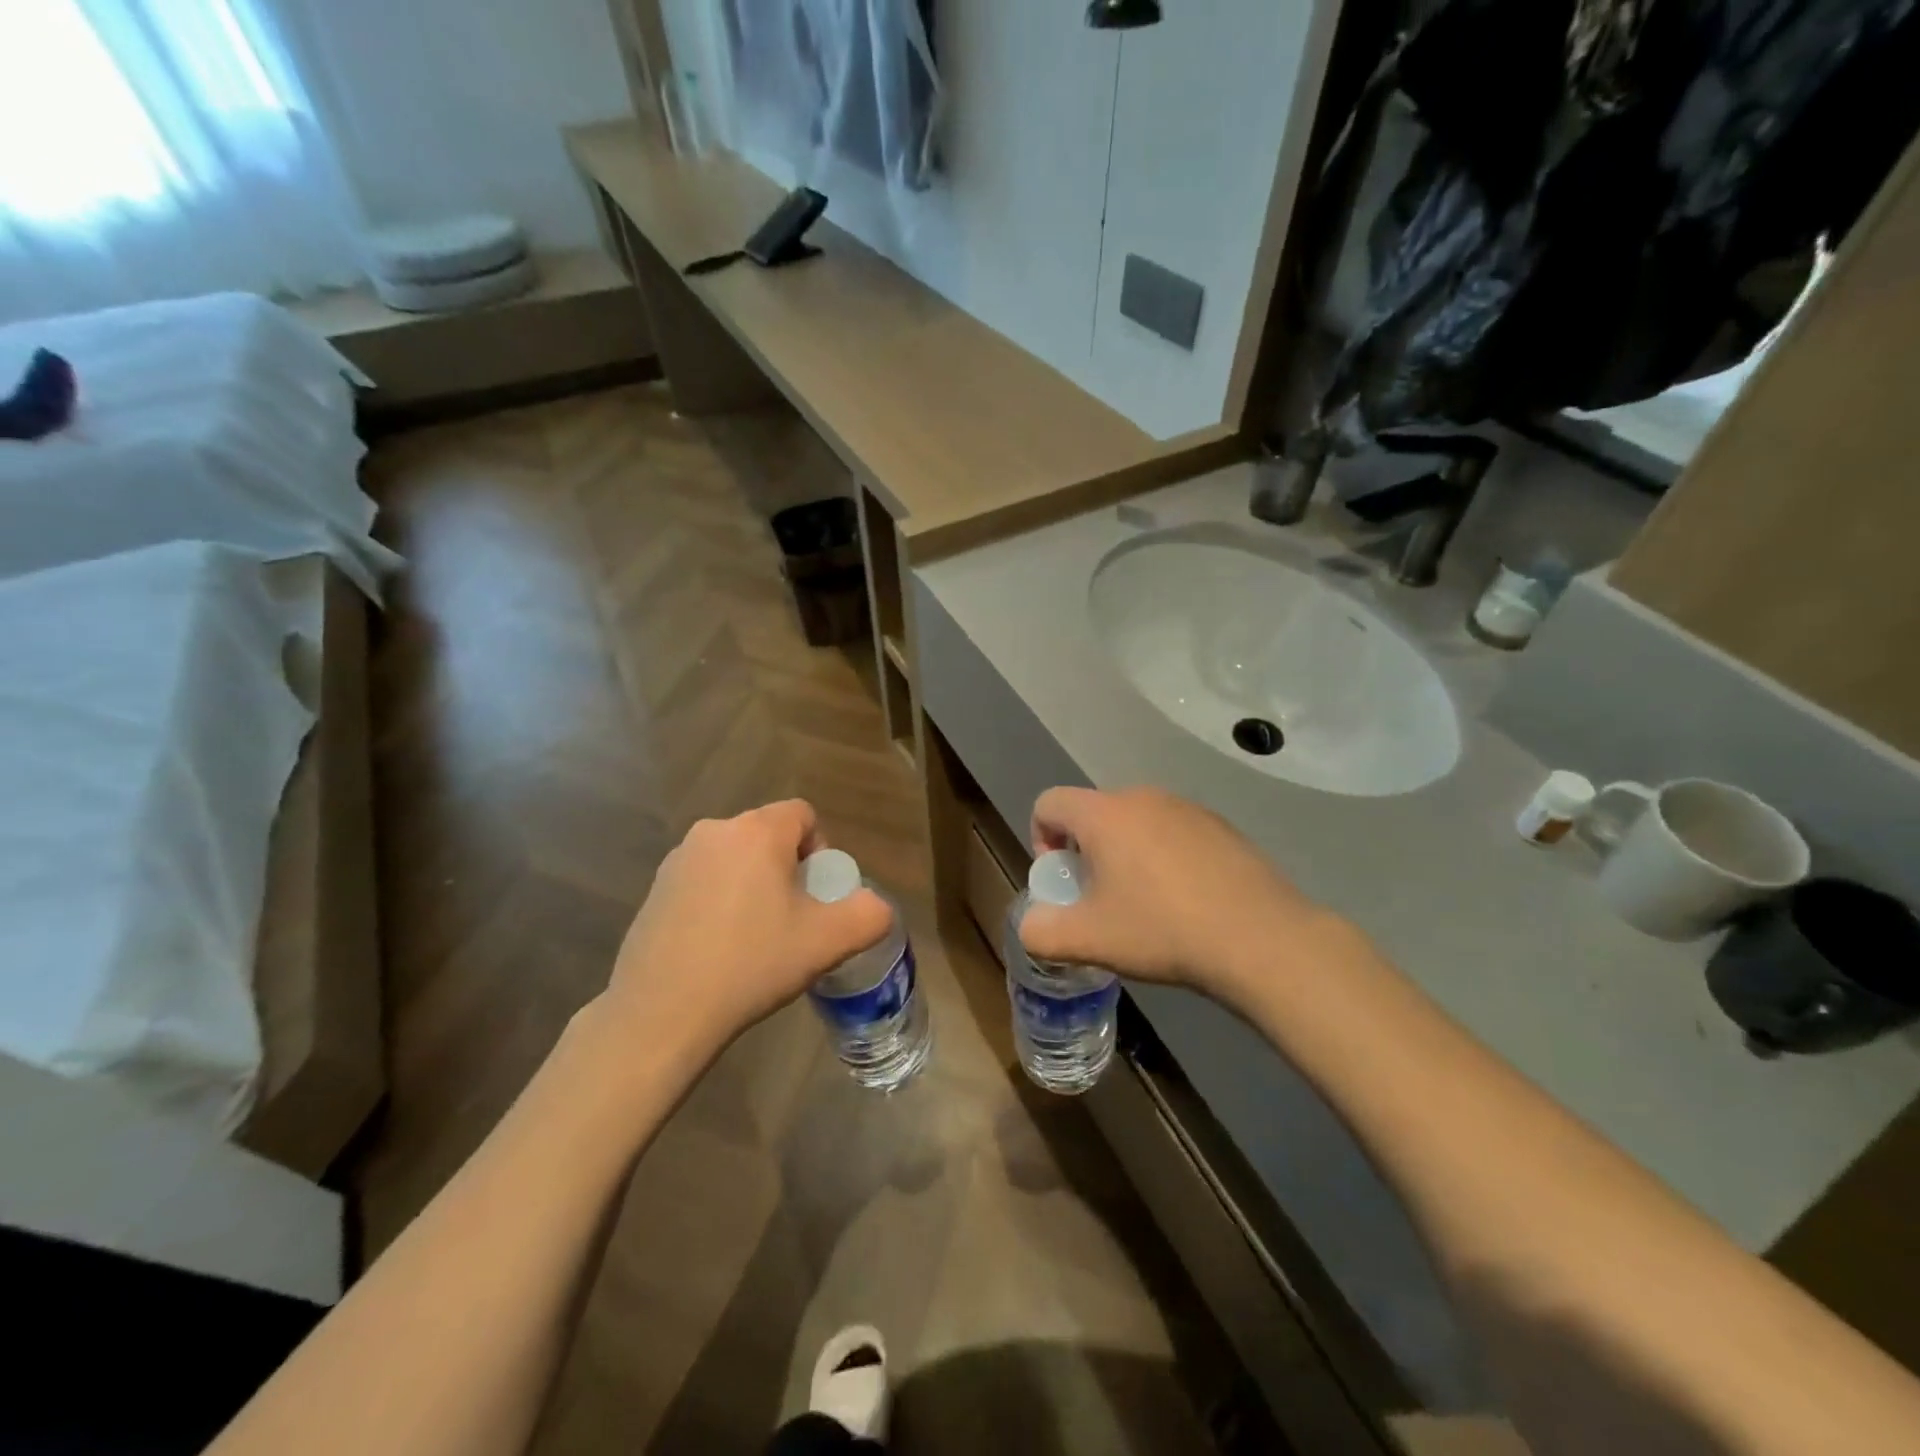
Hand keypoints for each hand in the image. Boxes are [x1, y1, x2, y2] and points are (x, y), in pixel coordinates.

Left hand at [598, 801, 892, 1059]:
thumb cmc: (752, 964)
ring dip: (752, 884)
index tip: (816, 895)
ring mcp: (678, 859)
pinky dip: (719, 900)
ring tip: (753, 937)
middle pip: (768, 835)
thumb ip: (869, 914)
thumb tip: (875, 906)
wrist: (662, 1013)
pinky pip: (704, 879)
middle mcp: (715, 831)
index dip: (820, 849)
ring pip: (735, 858)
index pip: (803, 814)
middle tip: (791, 919)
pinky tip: (716, 947)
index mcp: (757, 832)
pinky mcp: (655, 888)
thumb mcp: (828, 942)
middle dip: (787, 868)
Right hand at [1019, 786, 1353, 1008]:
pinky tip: (1187, 901)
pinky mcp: (1220, 825)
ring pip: (1134, 822)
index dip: (1041, 839)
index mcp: (1103, 814)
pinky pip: (1172, 832)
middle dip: (1085, 852)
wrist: (1260, 938)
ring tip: (1145, 904)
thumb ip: (1041, 931)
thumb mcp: (1089, 940)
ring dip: (1125, 855)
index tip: (1064, 881)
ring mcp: (1186, 807)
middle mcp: (1142, 797)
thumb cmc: (1162, 930)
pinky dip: (1164, 857)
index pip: (1048, 803)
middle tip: (1102, 900)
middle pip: (1092, 813)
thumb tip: (1033, 925)